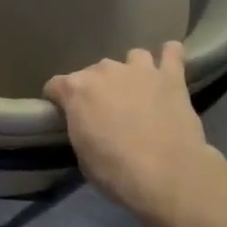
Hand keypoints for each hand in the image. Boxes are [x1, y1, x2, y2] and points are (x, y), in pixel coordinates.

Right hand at [45, 43, 226, 222]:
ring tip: (137, 91)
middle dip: (97, 88)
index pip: (55, 85)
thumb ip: (81, 127)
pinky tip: (169, 64)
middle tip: (106, 112)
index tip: (64, 115)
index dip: (58, 100)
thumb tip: (87, 123)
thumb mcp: (82, 153)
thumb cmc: (114, 170)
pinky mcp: (170, 77)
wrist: (165, 174)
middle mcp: (104, 71)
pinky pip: (171, 53)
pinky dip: (169, 56)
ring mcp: (139, 70)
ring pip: (132, 57)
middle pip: (93, 72)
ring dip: (131, 72)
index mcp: (76, 90)